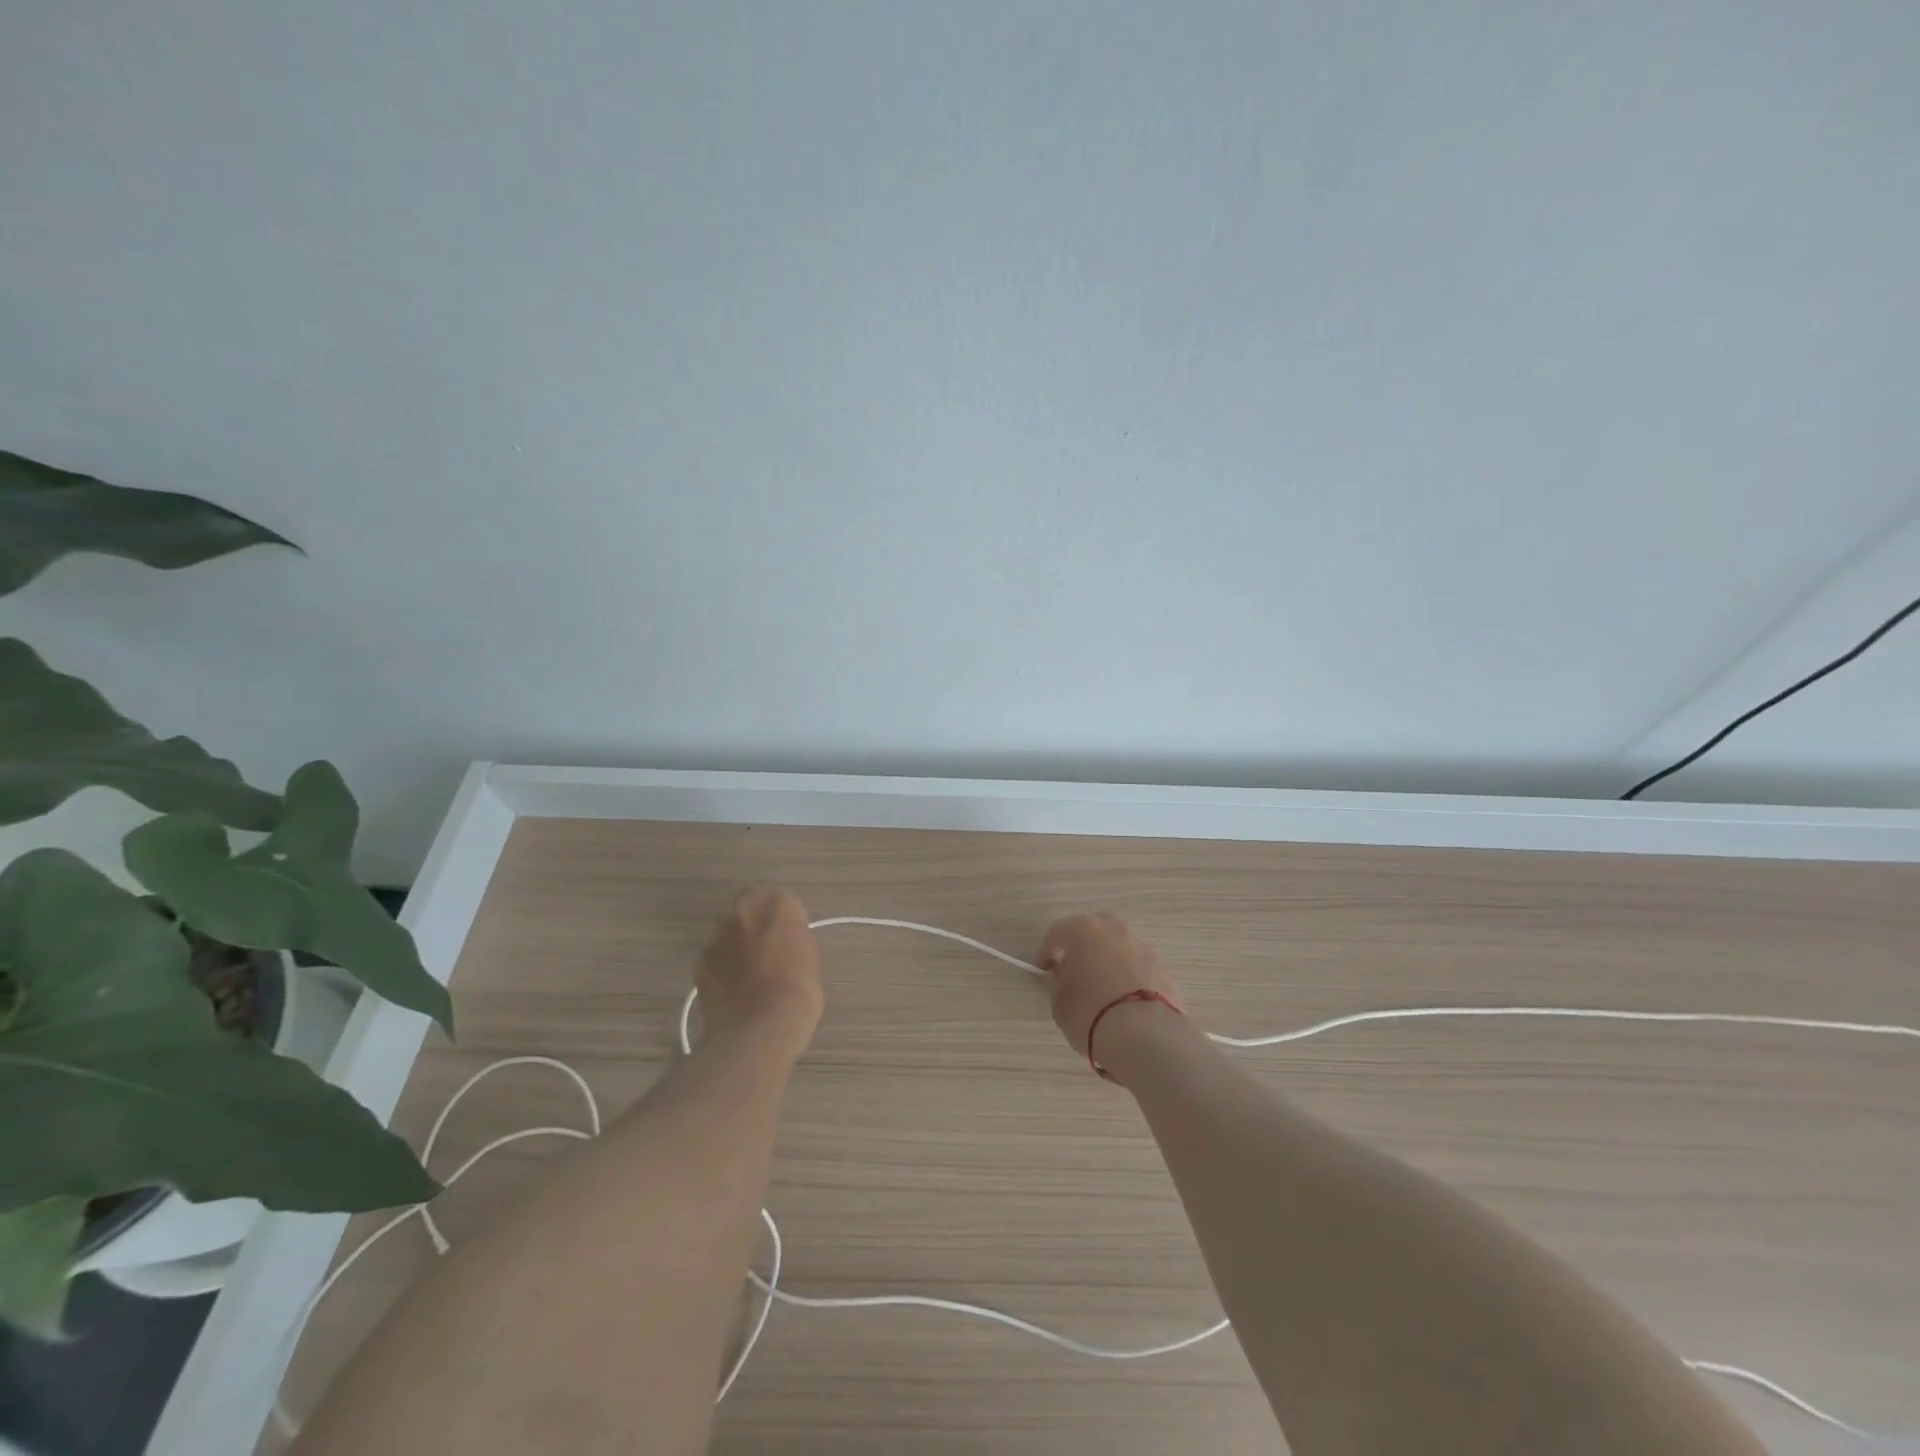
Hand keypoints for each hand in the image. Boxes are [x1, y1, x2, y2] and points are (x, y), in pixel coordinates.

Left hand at [695, 888, 822, 1052]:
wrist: (756, 1029)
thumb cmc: (797, 993)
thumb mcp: (810, 960)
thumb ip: (795, 941)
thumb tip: (785, 943)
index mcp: (779, 906)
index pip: (784, 902)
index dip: (787, 922)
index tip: (791, 941)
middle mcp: (745, 911)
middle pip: (750, 908)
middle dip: (756, 924)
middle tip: (768, 952)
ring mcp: (718, 935)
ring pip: (728, 932)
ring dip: (736, 944)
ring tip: (747, 975)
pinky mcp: (699, 962)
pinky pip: (714, 957)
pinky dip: (721, 967)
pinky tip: (732, 990)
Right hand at [1036, 912, 1183, 1063]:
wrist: (1146, 1036)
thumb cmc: (1090, 1013)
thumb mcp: (1060, 1002)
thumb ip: (1059, 983)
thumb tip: (1065, 976)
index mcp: (1083, 930)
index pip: (1058, 932)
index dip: (1047, 952)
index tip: (1043, 971)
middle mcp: (1115, 931)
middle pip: (1093, 930)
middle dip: (1082, 946)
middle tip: (1074, 970)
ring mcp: (1142, 948)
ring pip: (1118, 947)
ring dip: (1108, 960)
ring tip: (1102, 988)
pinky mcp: (1163, 969)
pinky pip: (1137, 968)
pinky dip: (1129, 977)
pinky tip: (1124, 1001)